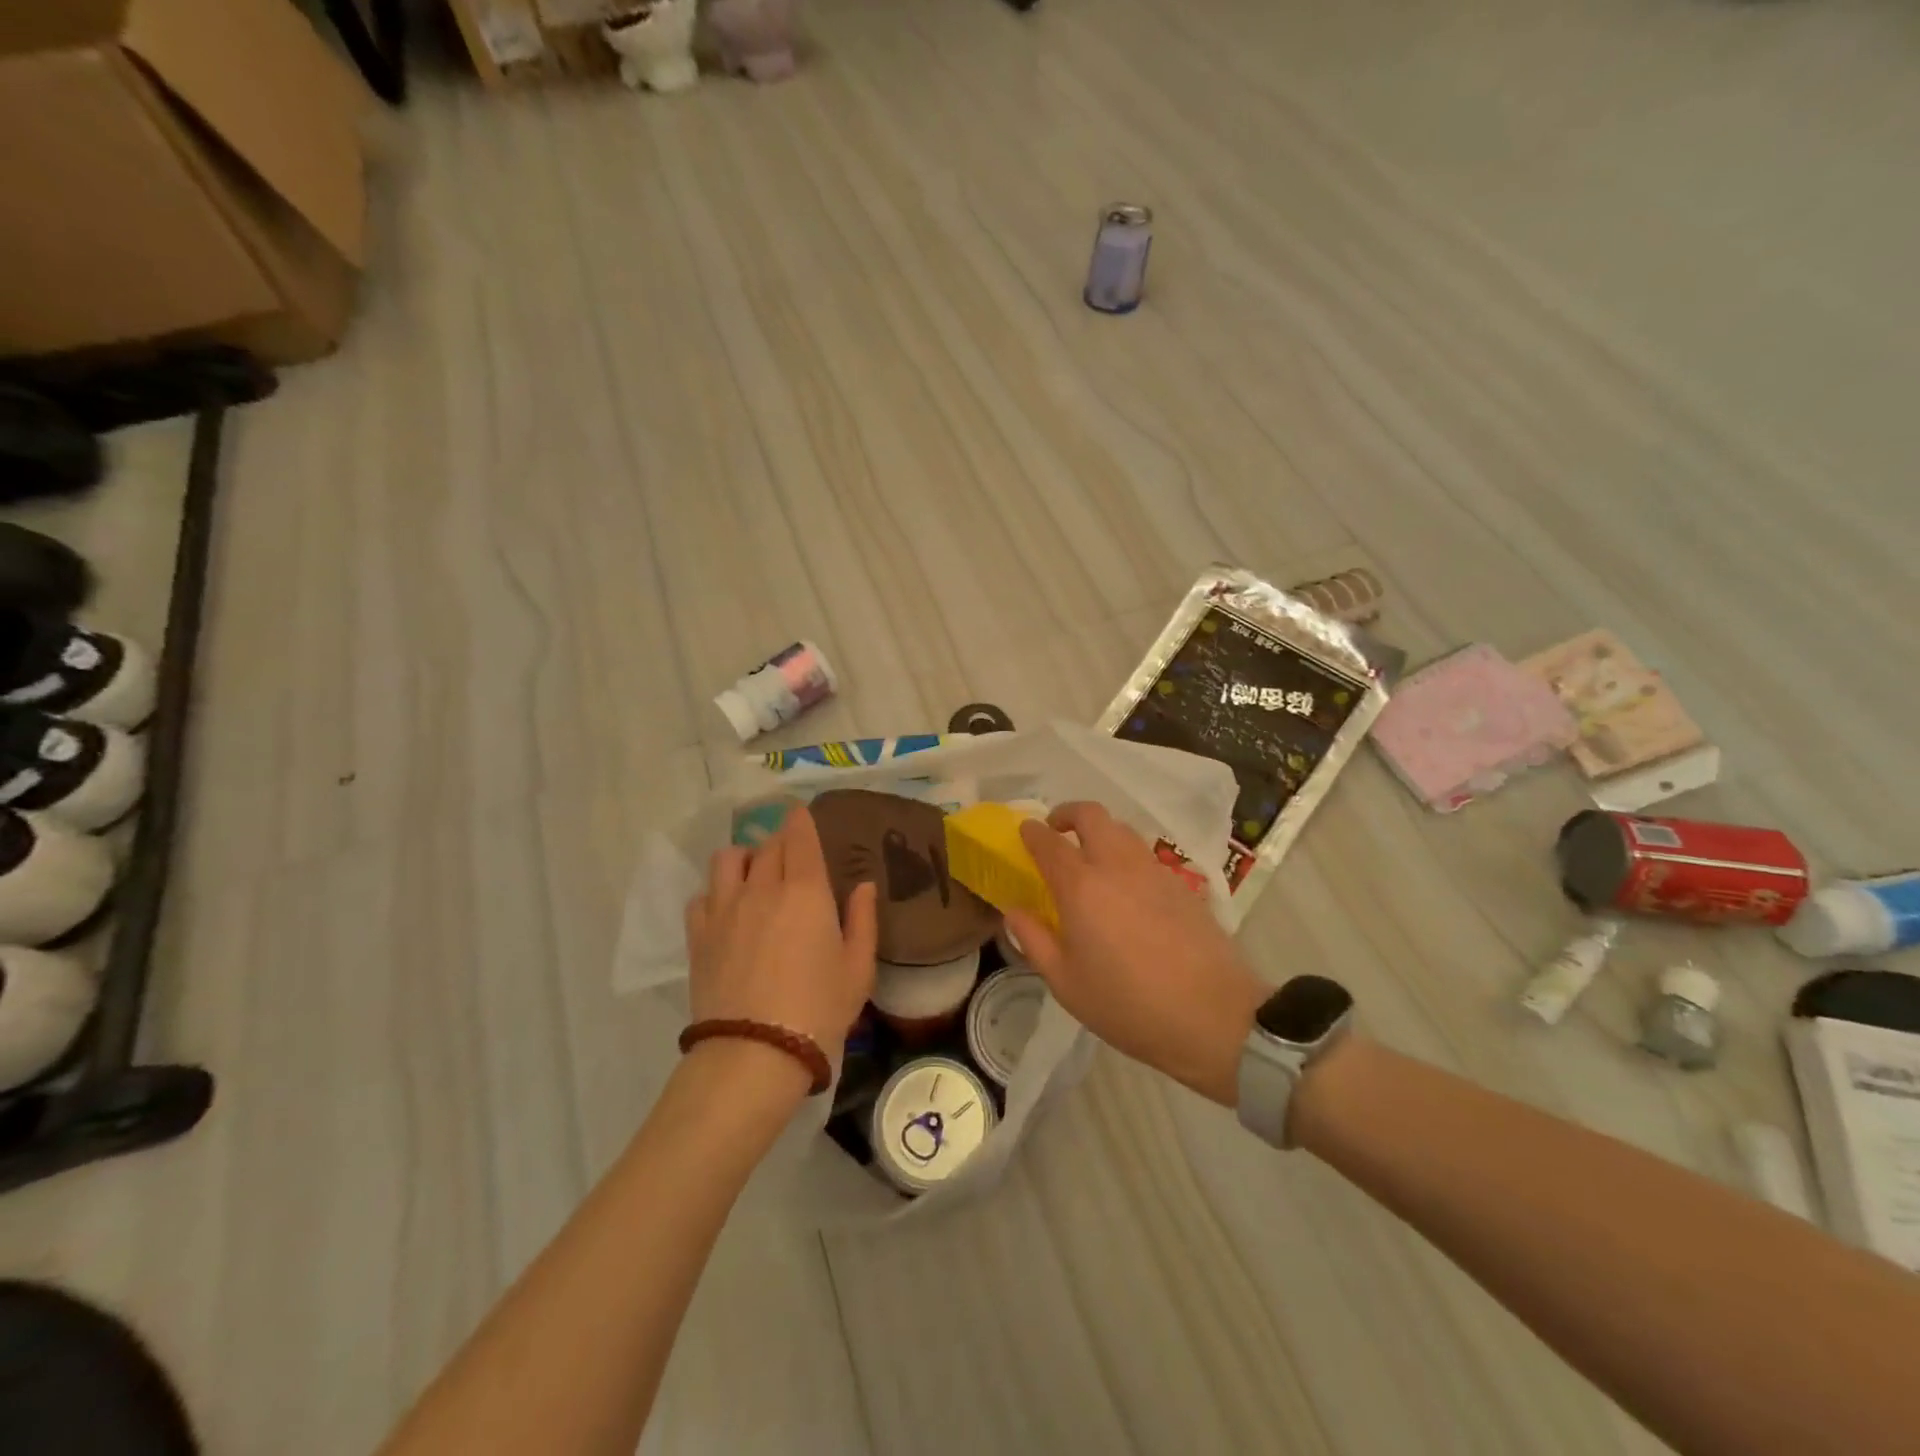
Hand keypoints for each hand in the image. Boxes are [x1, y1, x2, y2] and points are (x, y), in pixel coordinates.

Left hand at [684, 805, 878, 1074]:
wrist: (754, 1053)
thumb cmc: (819, 1009)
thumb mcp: (858, 969)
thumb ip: (862, 920)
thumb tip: (863, 886)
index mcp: (806, 890)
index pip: (799, 836)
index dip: (800, 819)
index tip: (802, 813)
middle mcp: (762, 888)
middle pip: (767, 845)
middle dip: (781, 840)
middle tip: (791, 853)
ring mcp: (725, 909)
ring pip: (728, 859)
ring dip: (745, 858)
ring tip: (755, 875)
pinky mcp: (698, 935)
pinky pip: (702, 896)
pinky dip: (716, 893)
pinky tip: (727, 910)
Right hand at [1007, 802, 1268, 1106]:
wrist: (1213, 1017)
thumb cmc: (1128, 1005)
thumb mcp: (1066, 984)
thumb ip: (1034, 941)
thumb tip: (1015, 911)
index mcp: (1082, 887)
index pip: (1050, 842)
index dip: (1032, 832)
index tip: (1024, 831)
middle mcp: (1117, 866)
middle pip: (1092, 815)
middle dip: (1068, 813)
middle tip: (1056, 831)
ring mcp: (1154, 871)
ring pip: (1122, 830)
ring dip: (1100, 832)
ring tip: (1090, 859)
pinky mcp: (1182, 884)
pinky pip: (1145, 854)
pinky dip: (1125, 855)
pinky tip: (1126, 888)